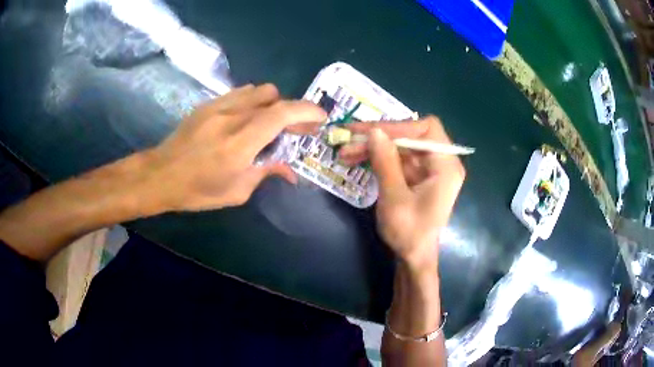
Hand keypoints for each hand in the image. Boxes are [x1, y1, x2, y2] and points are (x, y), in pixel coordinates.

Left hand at [144, 84, 326, 211]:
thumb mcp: (236, 192)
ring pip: (259, 90)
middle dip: (292, 111)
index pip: (280, 115)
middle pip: (273, 98)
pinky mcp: (208, 104)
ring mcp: (218, 107)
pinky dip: (254, 101)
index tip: (321, 118)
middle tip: (296, 130)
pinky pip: (241, 93)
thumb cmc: (197, 190)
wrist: (160, 174)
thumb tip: (291, 171)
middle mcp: (230, 118)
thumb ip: (266, 173)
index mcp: (239, 145)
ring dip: (273, 104)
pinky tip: (248, 118)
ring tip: (271, 123)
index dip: (306, 111)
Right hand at [339, 117, 465, 268]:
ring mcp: (428, 168)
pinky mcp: (417, 175)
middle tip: (348, 138)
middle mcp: (441, 162)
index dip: (399, 126)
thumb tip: (373, 131)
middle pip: (411, 135)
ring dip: (373, 146)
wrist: (414, 257)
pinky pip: (397, 158)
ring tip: (345, 152)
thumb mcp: (394, 198)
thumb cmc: (409, 233)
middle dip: (379, 136)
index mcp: (446, 166)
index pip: (427, 129)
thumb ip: (386, 162)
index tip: (371, 133)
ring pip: (400, 145)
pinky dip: (377, 157)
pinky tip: (356, 159)